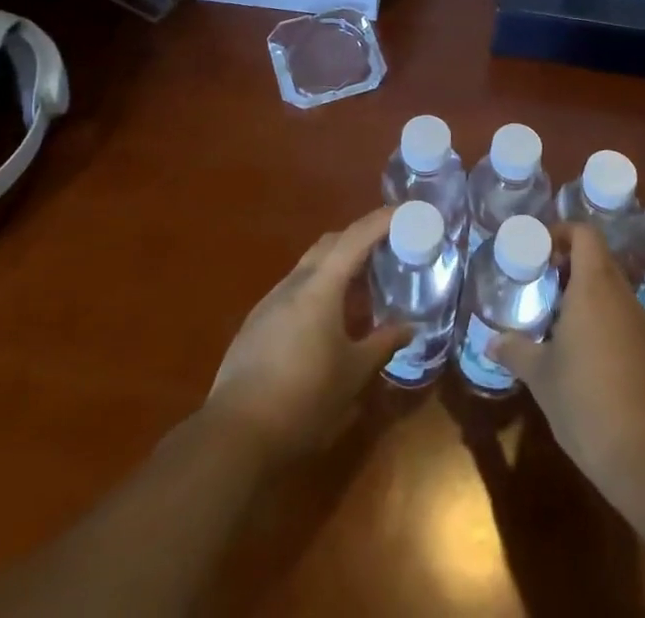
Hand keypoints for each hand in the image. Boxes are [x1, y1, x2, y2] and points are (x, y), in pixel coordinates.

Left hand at [204, 207, 407, 465]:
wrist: (235, 434)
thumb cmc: (303, 400)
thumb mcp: (352, 375)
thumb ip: (383, 344)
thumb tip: (410, 327)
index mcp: (320, 286)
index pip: (357, 237)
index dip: (383, 219)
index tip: (408, 211)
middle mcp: (294, 282)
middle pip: (331, 243)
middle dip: (361, 236)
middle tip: (389, 245)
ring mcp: (271, 300)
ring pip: (311, 264)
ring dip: (339, 263)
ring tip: (364, 282)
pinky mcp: (258, 321)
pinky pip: (296, 288)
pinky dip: (320, 287)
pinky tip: (329, 316)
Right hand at [491, 222, 644, 487]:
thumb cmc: (588, 404)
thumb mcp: (542, 378)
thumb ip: (515, 352)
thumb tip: (490, 342)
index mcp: (594, 287)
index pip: (584, 234)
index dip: (561, 233)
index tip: (538, 251)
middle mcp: (623, 297)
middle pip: (598, 261)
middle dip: (569, 268)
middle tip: (540, 288)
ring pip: (613, 294)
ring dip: (587, 299)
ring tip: (558, 326)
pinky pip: (626, 324)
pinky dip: (605, 327)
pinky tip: (587, 362)